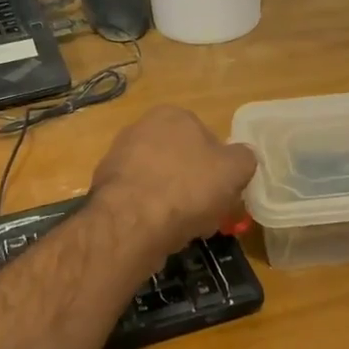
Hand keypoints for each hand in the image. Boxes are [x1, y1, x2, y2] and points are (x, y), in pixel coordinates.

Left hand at [89, 107, 257, 258]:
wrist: (132, 223)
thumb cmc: (188, 188)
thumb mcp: (235, 170)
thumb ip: (244, 158)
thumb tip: (242, 157)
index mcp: (173, 115)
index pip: (206, 138)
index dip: (219, 168)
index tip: (224, 193)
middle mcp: (140, 128)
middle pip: (181, 161)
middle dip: (194, 186)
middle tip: (206, 213)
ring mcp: (118, 158)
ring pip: (159, 182)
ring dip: (173, 202)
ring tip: (184, 228)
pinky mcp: (104, 188)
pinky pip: (139, 200)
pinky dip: (150, 214)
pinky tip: (159, 233)